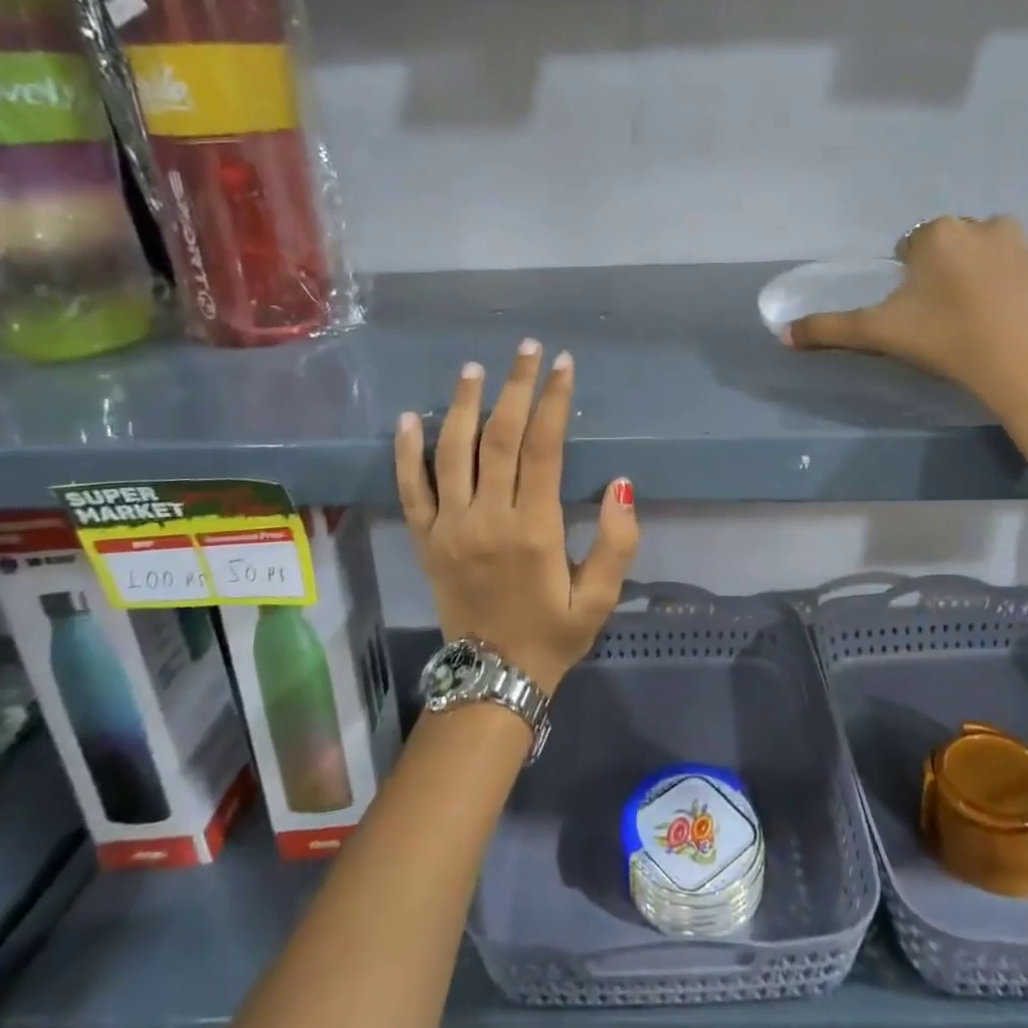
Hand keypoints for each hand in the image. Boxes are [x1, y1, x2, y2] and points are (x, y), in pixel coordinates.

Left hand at [393, 340, 638, 694]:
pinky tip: (411, 417)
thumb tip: (621, 483)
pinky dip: (407, 452)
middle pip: (498, 438)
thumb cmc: (553, 633)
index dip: (553, 401)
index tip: (562, 365)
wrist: (492, 679)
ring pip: (452, 452)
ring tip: (474, 368)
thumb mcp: (600, 597)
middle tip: (526, 349)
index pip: (543, 448)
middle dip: (515, 387)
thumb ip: (617, 542)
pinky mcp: (424, 539)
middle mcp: (487, 518)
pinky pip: (410, 489)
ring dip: (464, 405)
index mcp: (534, 529)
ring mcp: (449, 527)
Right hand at [784, 215, 1027, 472]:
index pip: (907, 248)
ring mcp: (1015, 244)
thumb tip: (782, 335)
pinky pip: (1004, 266)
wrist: (1020, 365)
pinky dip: (995, 282)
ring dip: (966, 271)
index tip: (911, 311)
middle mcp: (977, 225)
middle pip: (942, 245)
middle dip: (935, 271)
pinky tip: (990, 315)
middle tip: (934, 315)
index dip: (904, 279)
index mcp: (936, 233)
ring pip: (975, 251)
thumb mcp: (878, 333)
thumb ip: (829, 329)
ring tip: (962, 313)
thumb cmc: (944, 338)